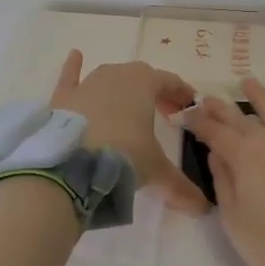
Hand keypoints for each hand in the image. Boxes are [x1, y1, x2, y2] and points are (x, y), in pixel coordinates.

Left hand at [49, 50, 206, 212]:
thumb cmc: (122, 156)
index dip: (181, 94)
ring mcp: (86, 84)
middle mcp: (116, 75)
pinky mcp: (62, 98)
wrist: (70, 164)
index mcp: (144, 84)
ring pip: (109, 76)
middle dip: (154, 92)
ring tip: (128, 104)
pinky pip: (70, 77)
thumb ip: (179, 187)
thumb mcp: (155, 171)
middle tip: (163, 113)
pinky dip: (73, 68)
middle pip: (141, 77)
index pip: (169, 82)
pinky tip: (75, 56)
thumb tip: (202, 209)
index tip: (188, 107)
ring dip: (121, 86)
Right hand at [179, 78, 264, 265]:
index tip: (185, 114)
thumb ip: (223, 183)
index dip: (198, 122)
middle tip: (207, 97)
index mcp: (244, 158)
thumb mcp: (235, 221)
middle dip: (222, 108)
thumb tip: (216, 153)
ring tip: (248, 82)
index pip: (214, 133)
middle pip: (242, 120)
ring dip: (261, 97)